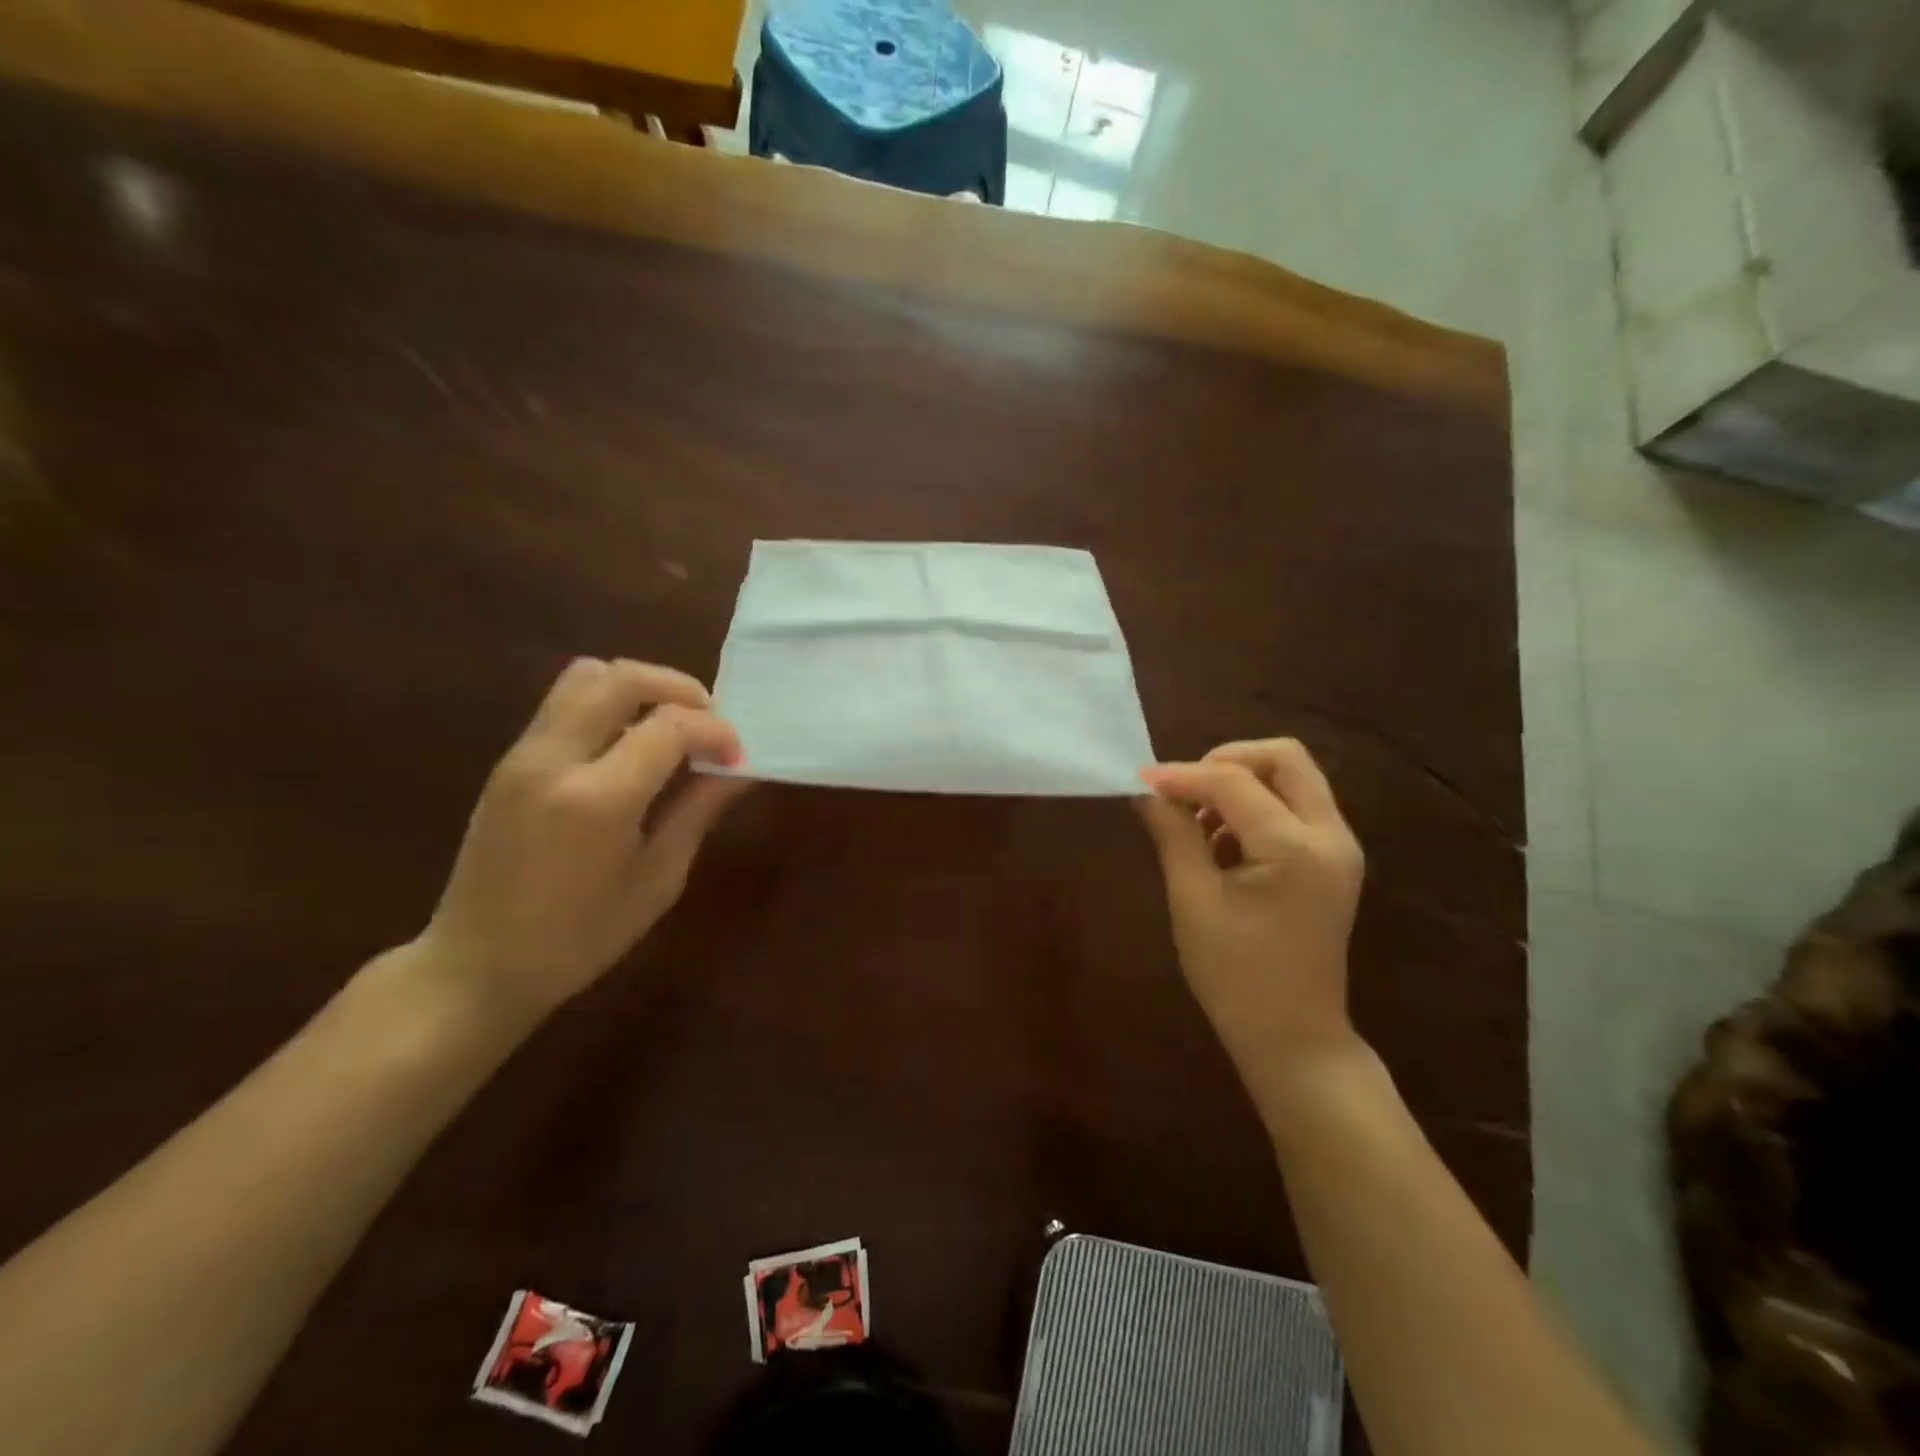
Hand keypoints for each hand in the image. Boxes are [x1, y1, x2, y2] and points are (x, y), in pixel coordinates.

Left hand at [415, 658, 748, 1020]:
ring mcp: (523, 755)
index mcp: (597, 799)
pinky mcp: (510, 760)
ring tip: (668, 729)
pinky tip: (630, 748)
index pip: (670, 725)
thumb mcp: (657, 880)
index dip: (716, 730)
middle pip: (622, 677)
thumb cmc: (579, 938)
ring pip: (586, 676)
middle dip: (680, 688)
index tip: (737, 757)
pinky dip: (610, 705)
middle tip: (708, 724)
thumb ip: (698, 810)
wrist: (476, 965)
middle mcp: (554, 760)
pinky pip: (565, 703)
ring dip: (639, 689)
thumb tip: (740, 768)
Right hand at [1138, 739, 1366, 1108]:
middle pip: (1284, 758)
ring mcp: (1338, 847)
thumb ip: (1173, 834)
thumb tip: (1146, 791)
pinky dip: (1254, 806)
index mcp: (1296, 849)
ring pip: (1291, 778)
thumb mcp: (1193, 900)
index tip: (1140, 780)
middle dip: (1226, 760)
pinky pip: (1294, 806)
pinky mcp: (1332, 860)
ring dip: (1240, 783)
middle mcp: (1331, 836)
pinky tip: (1220, 841)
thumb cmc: (1235, 976)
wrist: (1293, 1039)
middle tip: (1183, 789)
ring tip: (1196, 821)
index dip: (1182, 775)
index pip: (1234, 782)